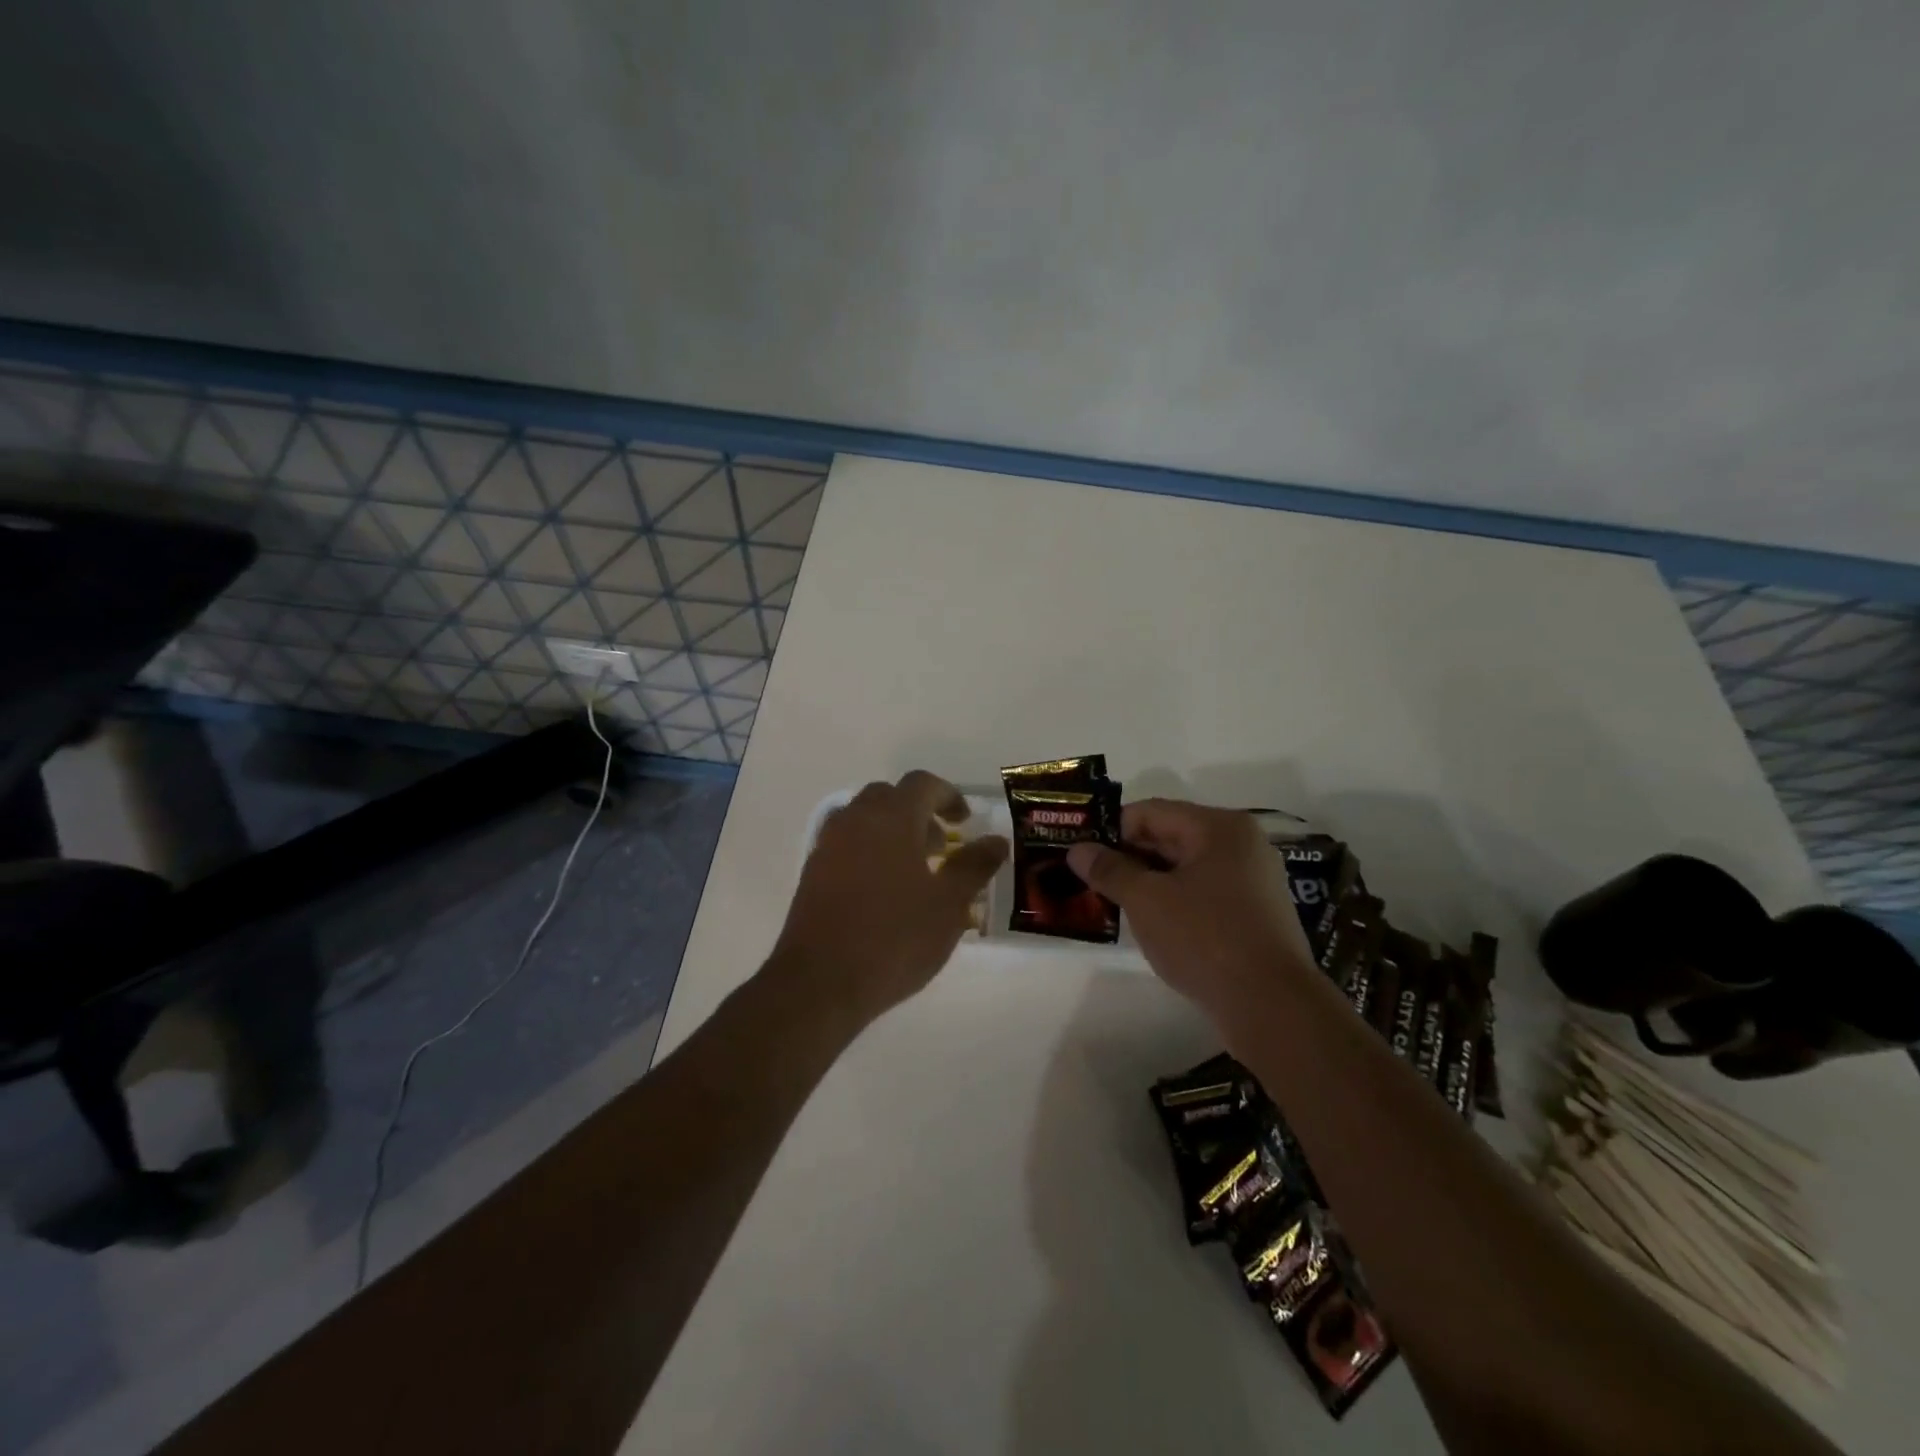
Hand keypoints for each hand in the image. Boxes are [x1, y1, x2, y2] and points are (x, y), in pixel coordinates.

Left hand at [772, 770, 1008, 1022]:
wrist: (820, 981)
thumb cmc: (895, 937)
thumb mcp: (949, 904)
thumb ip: (974, 866)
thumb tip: (996, 840)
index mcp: (891, 817)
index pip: (923, 784)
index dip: (948, 796)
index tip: (965, 821)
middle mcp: (856, 820)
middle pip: (889, 796)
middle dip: (918, 812)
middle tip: (940, 847)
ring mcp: (828, 844)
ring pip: (864, 819)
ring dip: (892, 831)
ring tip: (914, 871)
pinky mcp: (812, 871)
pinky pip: (846, 843)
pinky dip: (869, 850)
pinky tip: (883, 891)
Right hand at [1066, 799, 1314, 1022]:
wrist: (1272, 1007)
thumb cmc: (1205, 939)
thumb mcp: (1146, 901)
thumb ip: (1110, 870)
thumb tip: (1077, 849)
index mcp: (1219, 827)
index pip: (1151, 812)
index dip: (1111, 830)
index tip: (1081, 854)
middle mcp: (1241, 844)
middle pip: (1170, 837)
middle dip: (1128, 857)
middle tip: (1089, 879)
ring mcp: (1252, 880)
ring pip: (1185, 868)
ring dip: (1148, 882)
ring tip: (1111, 902)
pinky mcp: (1254, 915)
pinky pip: (1203, 894)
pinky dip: (1173, 901)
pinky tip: (1149, 924)